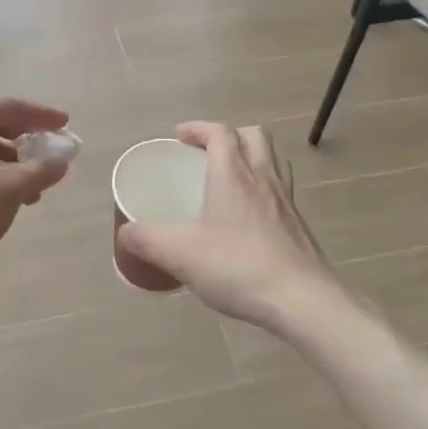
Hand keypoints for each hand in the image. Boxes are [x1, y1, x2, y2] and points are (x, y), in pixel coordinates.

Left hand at [0, 97, 71, 302]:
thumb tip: (61, 162)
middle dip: (24, 142)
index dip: (41, 116)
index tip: (64, 123)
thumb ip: (42, 170)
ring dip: (8, 164)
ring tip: (32, 189)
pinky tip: (5, 199)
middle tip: (48, 154)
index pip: (9, 107)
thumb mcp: (13, 188)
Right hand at [115, 122, 342, 331]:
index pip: (220, 133)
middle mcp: (264, 178)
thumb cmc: (238, 267)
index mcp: (233, 175)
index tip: (180, 137)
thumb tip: (125, 232)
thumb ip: (147, 240)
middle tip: (207, 153)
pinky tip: (249, 216)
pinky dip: (264, 188)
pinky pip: (281, 189)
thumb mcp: (180, 255)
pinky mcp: (299, 225)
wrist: (302, 300)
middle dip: (229, 136)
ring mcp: (286, 201)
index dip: (199, 128)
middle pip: (254, 136)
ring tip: (231, 176)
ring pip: (273, 160)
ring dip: (252, 157)